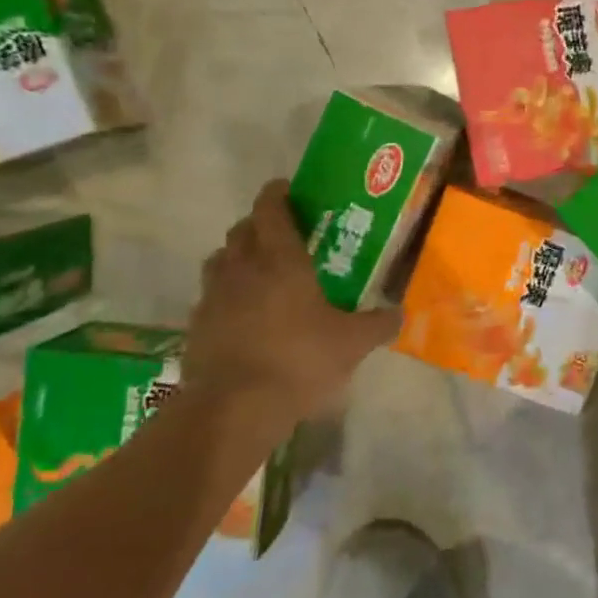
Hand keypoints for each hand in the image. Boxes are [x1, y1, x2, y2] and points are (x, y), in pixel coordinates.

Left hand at [181, 180, 399, 426]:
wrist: (233, 408)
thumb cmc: (299, 360)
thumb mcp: (352, 343)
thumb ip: (378, 324)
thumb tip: (400, 313)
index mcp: (281, 260)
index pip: (271, 209)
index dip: (277, 193)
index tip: (288, 189)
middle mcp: (242, 268)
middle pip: (242, 230)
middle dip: (260, 224)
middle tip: (283, 233)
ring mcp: (213, 296)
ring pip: (221, 259)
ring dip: (238, 255)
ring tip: (259, 270)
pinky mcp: (196, 324)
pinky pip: (210, 294)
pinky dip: (226, 292)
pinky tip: (243, 313)